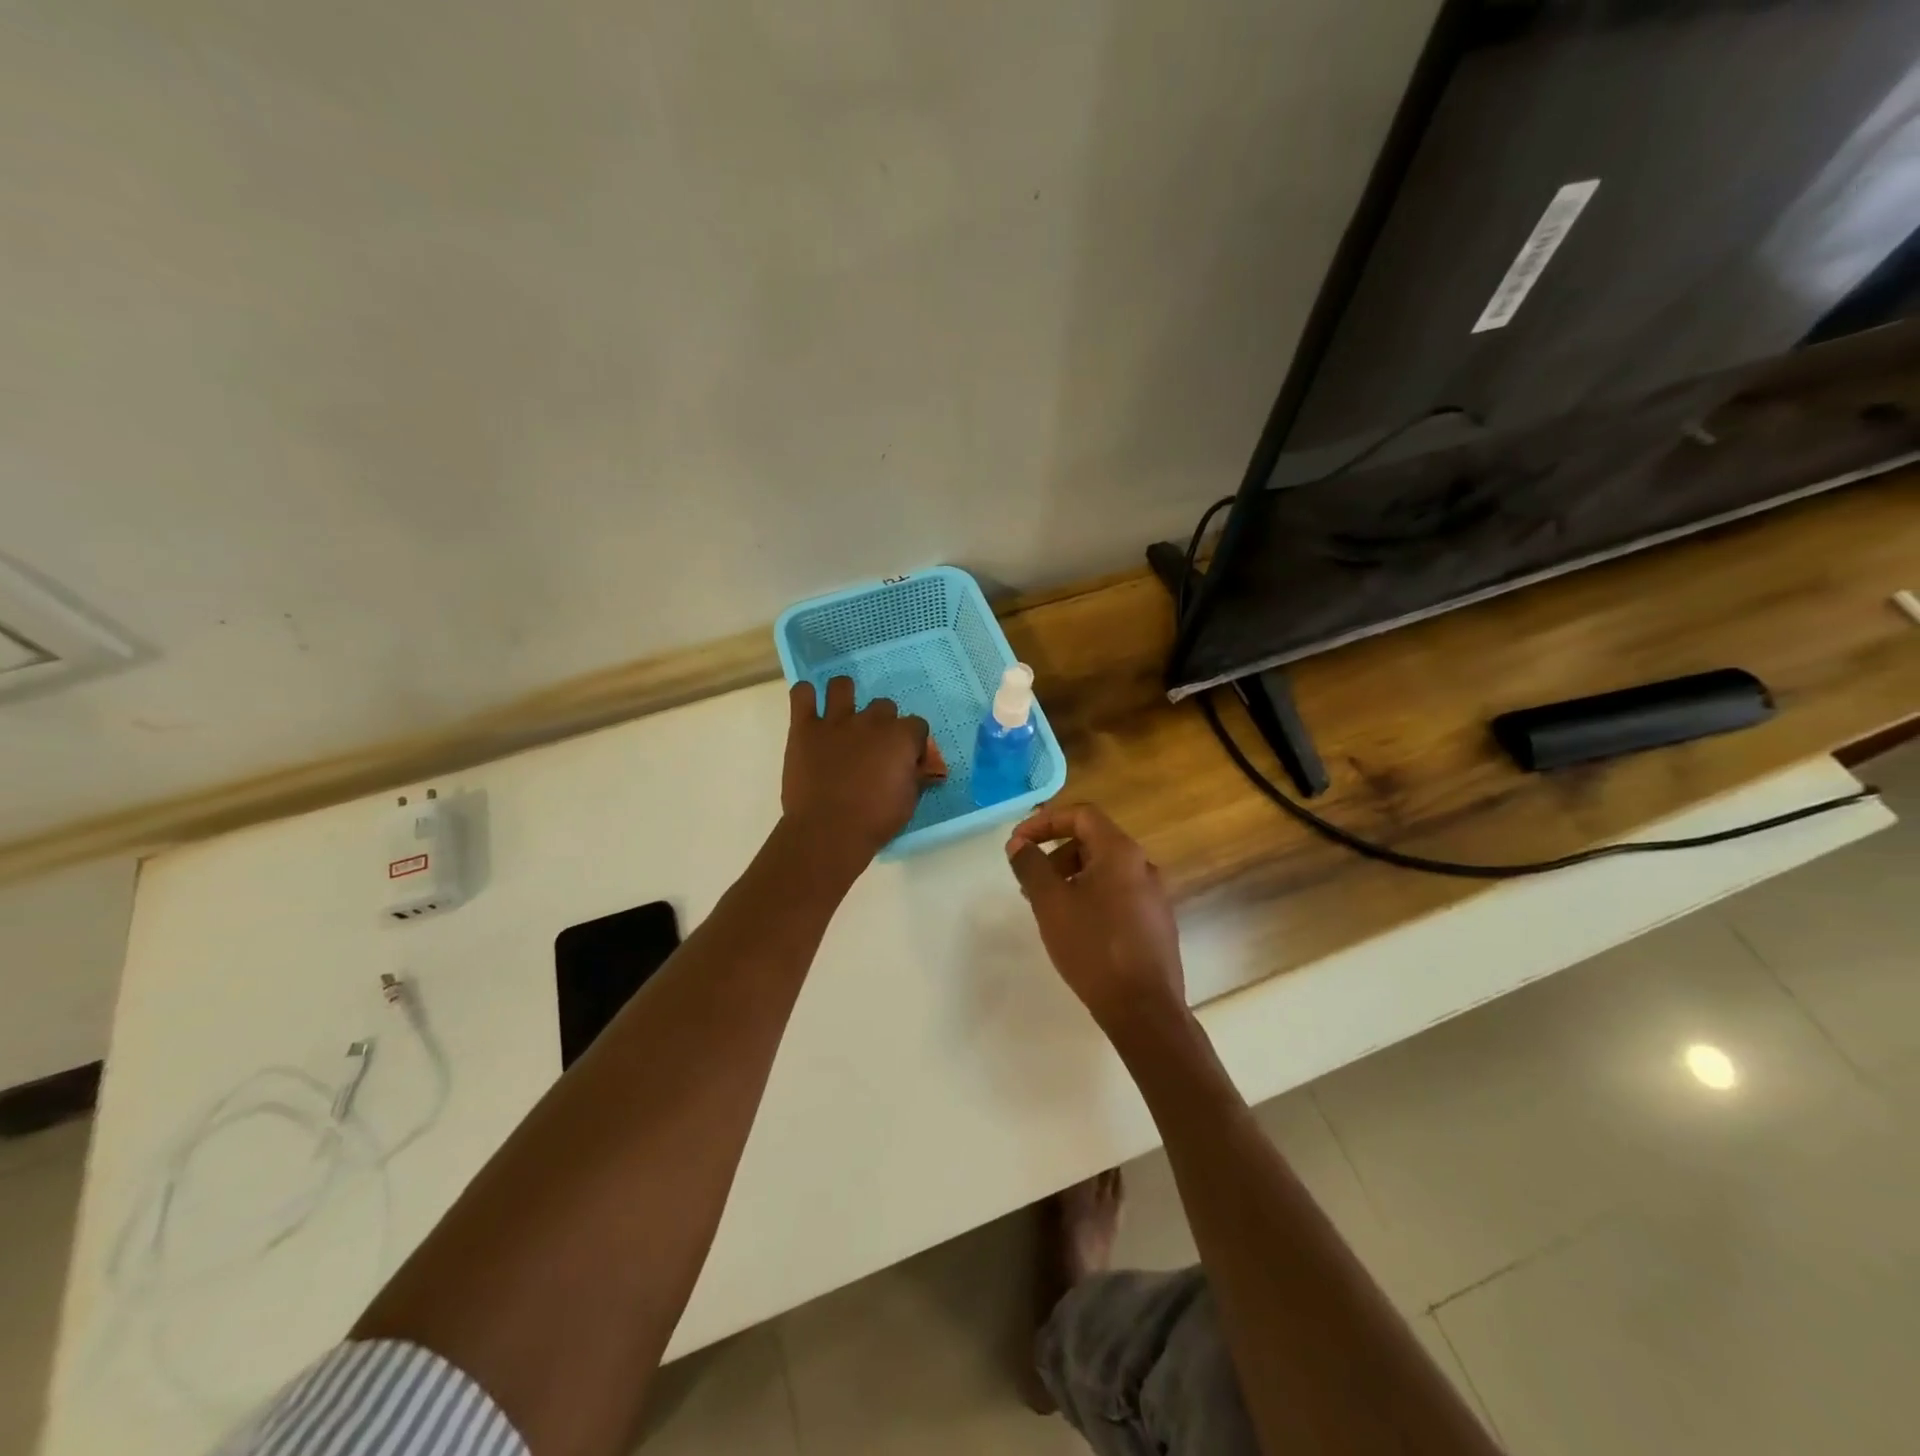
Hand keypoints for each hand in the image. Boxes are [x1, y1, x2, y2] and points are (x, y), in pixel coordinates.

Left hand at [783, 677, 944, 865]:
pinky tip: (809, 710)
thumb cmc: (875, 821)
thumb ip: (915, 777)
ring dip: (844, 697)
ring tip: (841, 718)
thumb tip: (922, 769)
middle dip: (882, 723)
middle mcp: (870, 721)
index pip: (917, 725)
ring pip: (842, 686)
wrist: (828, 831)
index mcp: (900, 737)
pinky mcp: (804, 728)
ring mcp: (835, 721)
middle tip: (873, 748)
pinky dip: (805, 696)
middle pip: (883, 706)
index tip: (908, 761)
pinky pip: (801, 694)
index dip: (914, 743)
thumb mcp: (908, 802)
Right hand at [1006, 803, 1185, 1032]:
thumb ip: (1031, 867)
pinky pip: (1117, 894)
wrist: (1144, 1009)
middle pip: (1093, 841)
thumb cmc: (1094, 947)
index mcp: (1121, 852)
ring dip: (1071, 877)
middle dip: (1056, 854)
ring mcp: (1154, 896)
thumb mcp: (1051, 903)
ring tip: (1047, 907)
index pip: (1082, 815)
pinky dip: (1090, 896)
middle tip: (1030, 881)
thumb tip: (1018, 844)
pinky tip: (1075, 928)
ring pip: (1105, 870)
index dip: (1045, 822)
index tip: (1018, 843)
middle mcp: (1143, 865)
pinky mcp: (1155, 923)